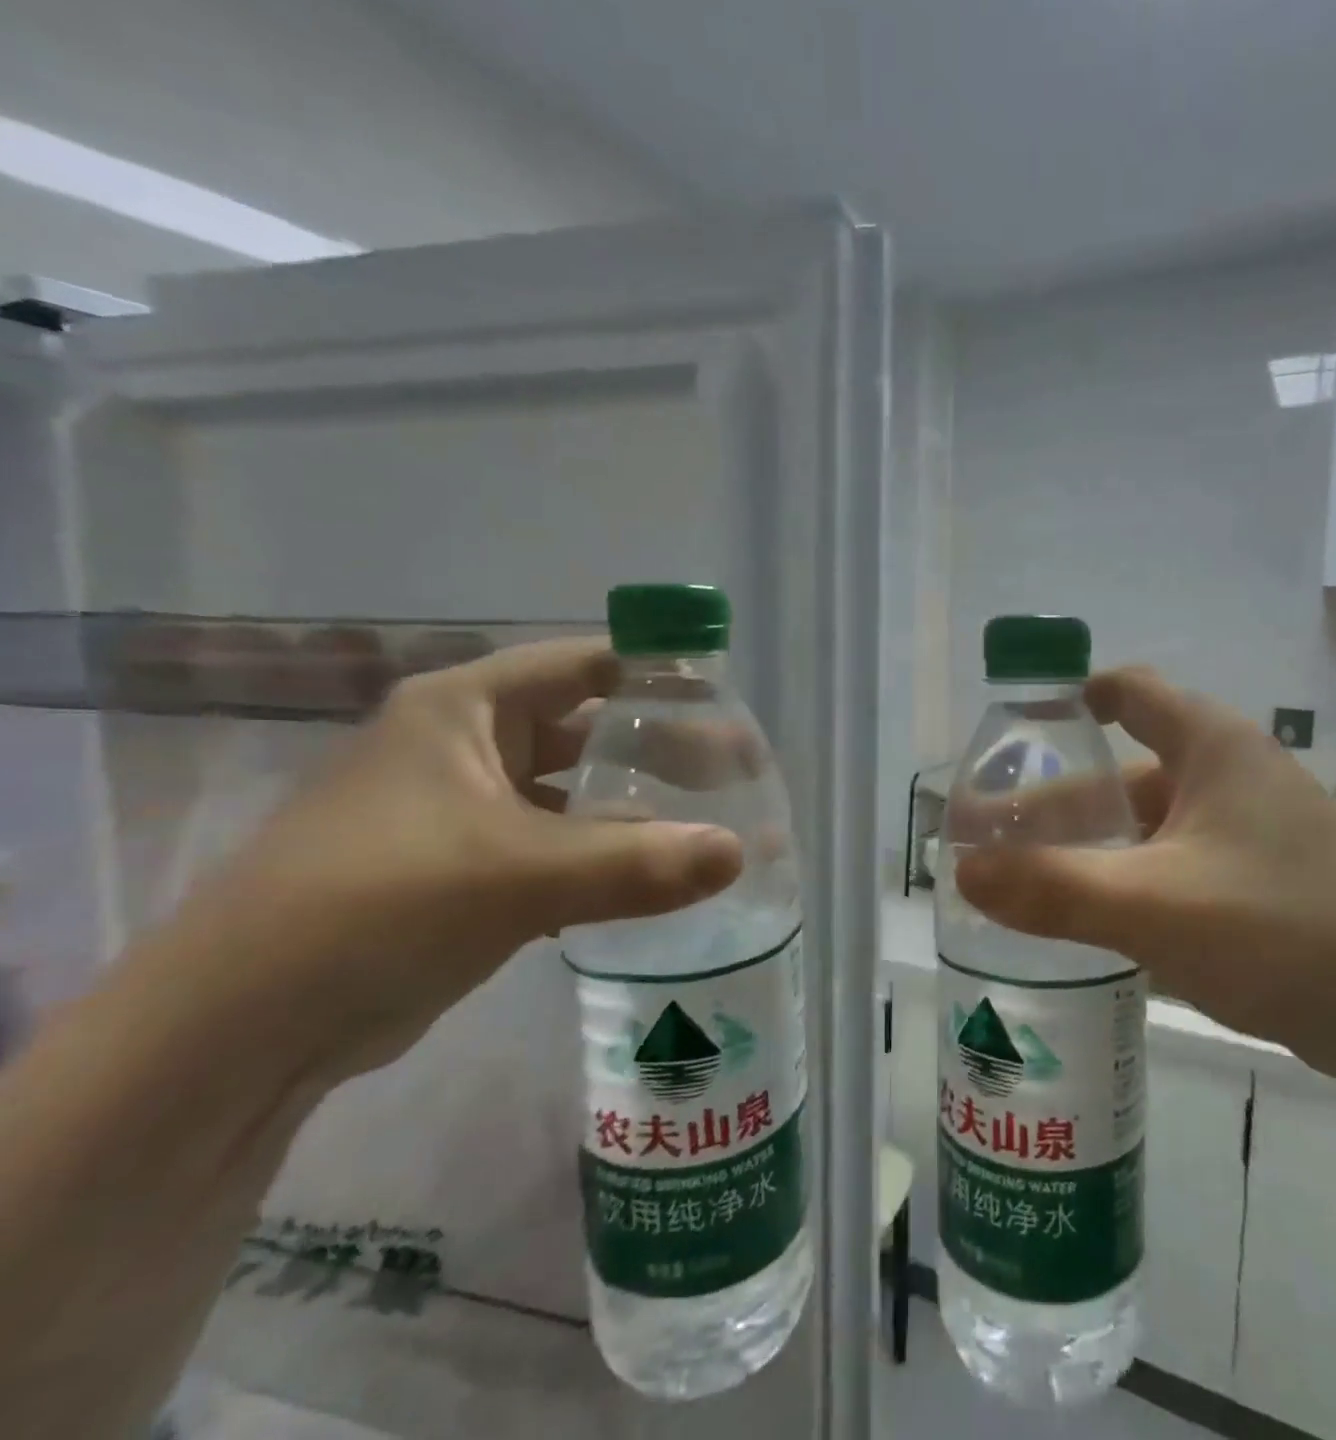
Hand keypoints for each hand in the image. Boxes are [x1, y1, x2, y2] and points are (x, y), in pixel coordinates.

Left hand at [150, 639, 742, 1081]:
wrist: (236, 1033)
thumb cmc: (374, 908)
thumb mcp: (516, 876)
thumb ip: (637, 863)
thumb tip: (739, 853)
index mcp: (466, 709)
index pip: (586, 663)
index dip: (658, 672)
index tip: (726, 698)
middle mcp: (466, 745)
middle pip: (588, 728)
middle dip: (661, 747)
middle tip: (734, 773)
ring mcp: (463, 809)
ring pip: (574, 792)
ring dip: (636, 807)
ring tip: (708, 821)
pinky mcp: (465, 869)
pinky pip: (555, 844)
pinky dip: (604, 854)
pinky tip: (653, 874)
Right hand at [953, 666, 1335, 1077]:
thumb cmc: (1279, 929)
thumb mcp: (1152, 905)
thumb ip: (1052, 887)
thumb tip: (960, 868)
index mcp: (1213, 748)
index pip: (1132, 693)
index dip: (1074, 700)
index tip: (1020, 727)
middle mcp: (1232, 777)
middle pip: (1126, 775)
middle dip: (1059, 804)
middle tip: (994, 837)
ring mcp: (1250, 833)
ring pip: (1149, 827)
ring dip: (1092, 849)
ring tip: (1028, 880)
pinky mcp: (1260, 884)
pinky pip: (1175, 866)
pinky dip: (1129, 881)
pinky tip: (1093, 917)